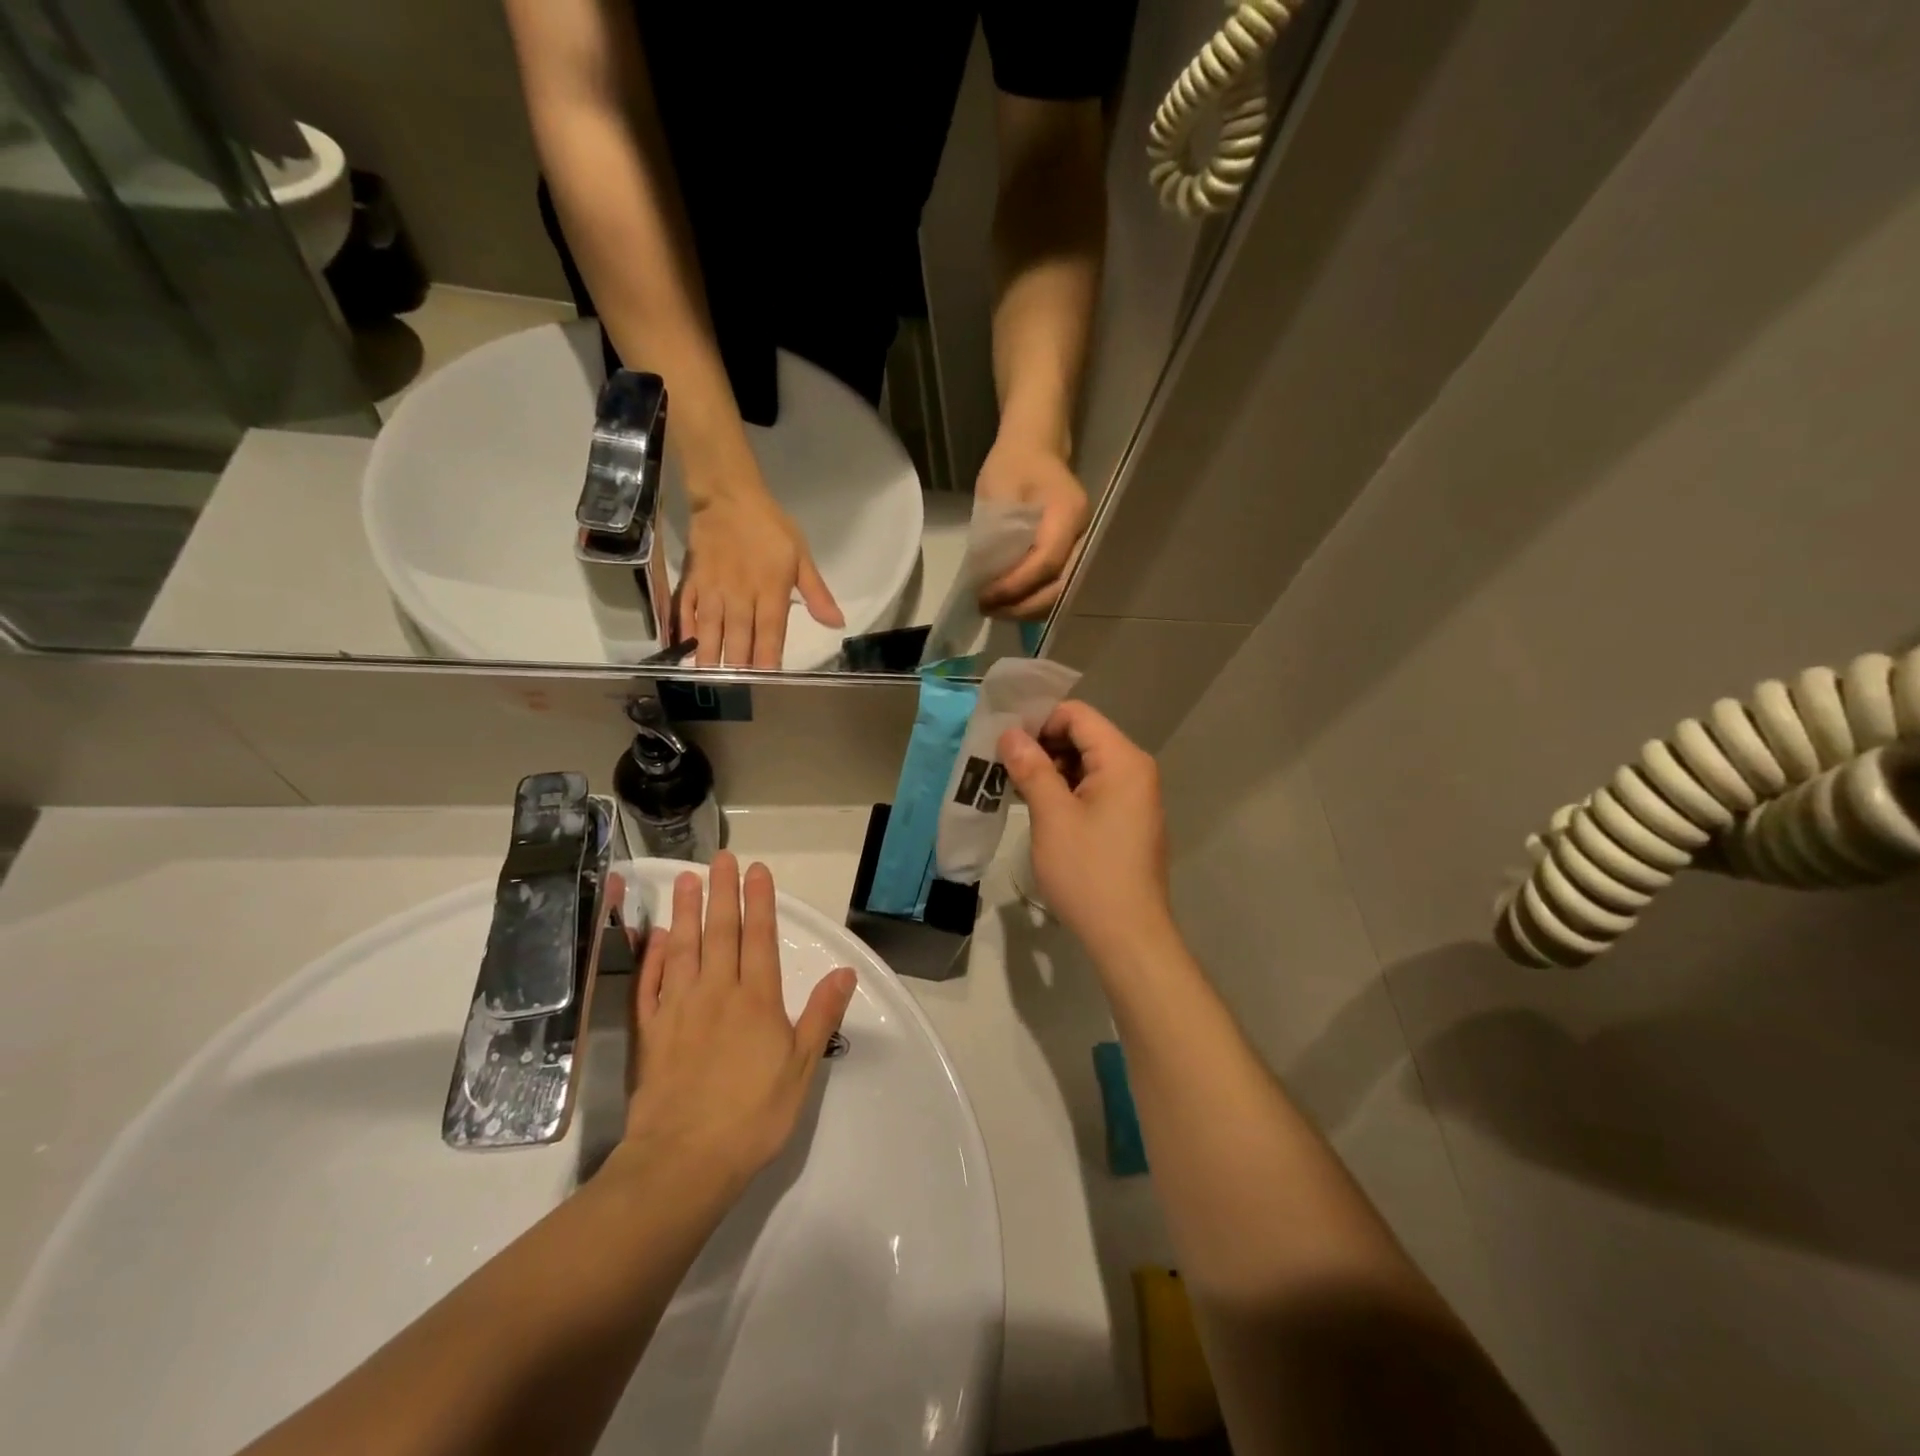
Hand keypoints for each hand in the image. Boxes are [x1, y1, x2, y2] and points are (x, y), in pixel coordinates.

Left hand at [619, 853, 856, 1197]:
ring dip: (685, 911)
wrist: (684, 1161)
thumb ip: (821, 1015)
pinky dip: (653, 956)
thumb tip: (845, 971)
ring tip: (685, 879)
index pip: (759, 938)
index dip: (759, 901)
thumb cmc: (753, 1115)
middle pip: (720, 932)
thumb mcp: (802, 1068)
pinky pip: (650, 983)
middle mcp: (717, 992)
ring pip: (683, 948)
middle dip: (722, 892)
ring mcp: (678, 1009)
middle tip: (719, 858)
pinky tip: (656, 936)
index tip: (756, 869)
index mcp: (756, 1000)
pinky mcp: (650, 1032)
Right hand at [678, 486, 843, 667]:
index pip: (771, 630)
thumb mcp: (801, 557)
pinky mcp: (693, 580)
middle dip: (738, 664)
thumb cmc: (770, 527)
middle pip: (739, 635)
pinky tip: (684, 647)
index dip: (768, 656)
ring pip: (711, 627)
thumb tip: (836, 623)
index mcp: (771, 589)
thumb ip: (817, 594)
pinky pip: (687, 609)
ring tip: (708, 678)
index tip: (767, 679)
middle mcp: (741, 594)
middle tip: (736, 689)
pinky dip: (685, 629)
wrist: (728, 496)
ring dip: (710, 654)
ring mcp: (714, 588)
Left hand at [974, 439, 1090, 618]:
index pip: (1047, 562)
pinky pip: (1058, 586)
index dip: (1016, 585)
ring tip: (995, 610)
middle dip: (1022, 606)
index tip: (985, 596)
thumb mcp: (997, 492)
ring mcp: (1082, 545)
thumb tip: (986, 579)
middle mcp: (1083, 533)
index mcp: (1068, 513)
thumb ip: (995, 535)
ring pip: (1062, 593)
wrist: (1035, 448)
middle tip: (988, 609)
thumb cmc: (1013, 464)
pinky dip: (1034, 601)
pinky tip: (1009, 604)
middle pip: (1060, 586)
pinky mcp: (1073, 554)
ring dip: (1028, 609)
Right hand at [1000, 701, 1171, 960]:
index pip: (1077, 715)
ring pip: (1087, 764)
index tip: (1005, 743)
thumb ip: (1031, 768)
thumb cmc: (1088, 871)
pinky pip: (1095, 789)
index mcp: (1123, 760)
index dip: (1039, 721)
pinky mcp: (1129, 821)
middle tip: (1004, 767)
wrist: (1127, 935)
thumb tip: (1010, 734)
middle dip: (1042, 746)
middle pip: (1084, 737)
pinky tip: (1040, 809)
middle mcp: (1135, 770)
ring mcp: (1135, 797)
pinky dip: (1067, 791)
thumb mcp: (1052, 816)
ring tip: (1016, 788)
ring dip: (1051, 770)